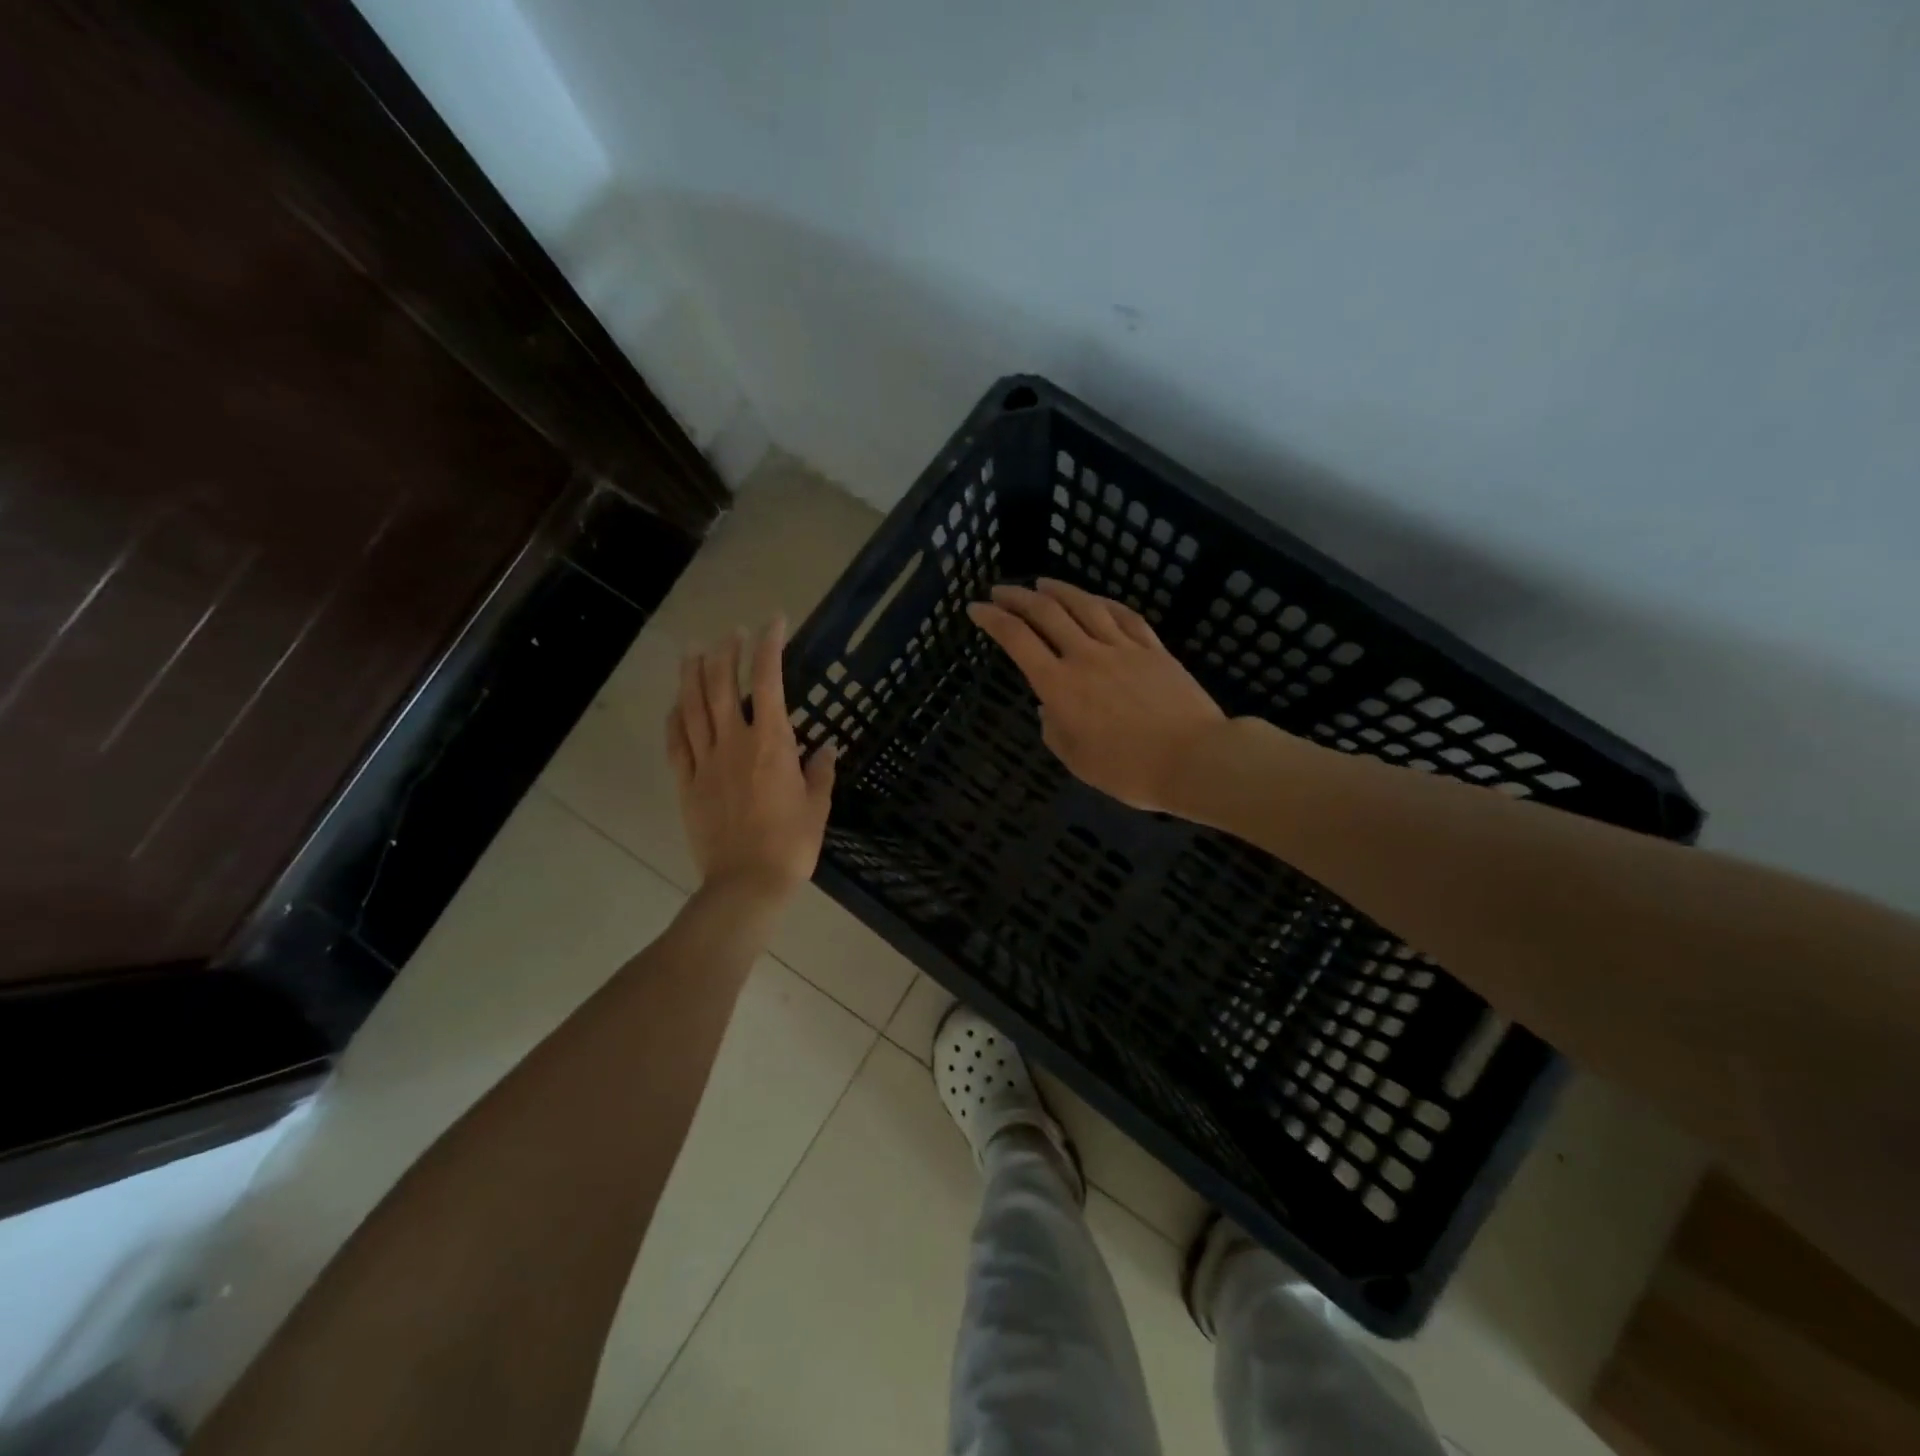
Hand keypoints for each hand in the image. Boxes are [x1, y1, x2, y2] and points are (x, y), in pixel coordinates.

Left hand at [666, 617, 835, 901]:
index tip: (774, 622)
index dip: (769, 646)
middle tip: (732, 633)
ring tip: (694, 649)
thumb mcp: (817, 806)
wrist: (747, 883)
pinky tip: (675, 703)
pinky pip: (676, 743)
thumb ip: (820, 772)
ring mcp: (704, 762)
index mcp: (770, 744)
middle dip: (726, 652)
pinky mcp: (687, 784)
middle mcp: (733, 743)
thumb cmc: (791, 844)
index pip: (767, 681)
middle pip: (721, 685)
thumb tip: (826, 748)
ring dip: (692, 674)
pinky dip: (674, 717)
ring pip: (692, 707)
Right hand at [967, 579, 1225, 812]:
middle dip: (1018, 596)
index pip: (1017, 640)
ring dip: (1059, 590)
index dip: (992, 619)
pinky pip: (1125, 616)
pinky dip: (1104, 603)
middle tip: (1000, 590)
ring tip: (1042, 582)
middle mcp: (1085, 656)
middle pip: (1046, 613)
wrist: (1194, 759)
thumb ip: (1054, 730)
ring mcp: (1122, 648)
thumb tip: (1047, 707)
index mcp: (1059, 685)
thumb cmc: (1129, 770)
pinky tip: (1096, 600)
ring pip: (1085, 606)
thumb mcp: (1077, 761)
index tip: (976, 608)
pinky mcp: (1153, 649)